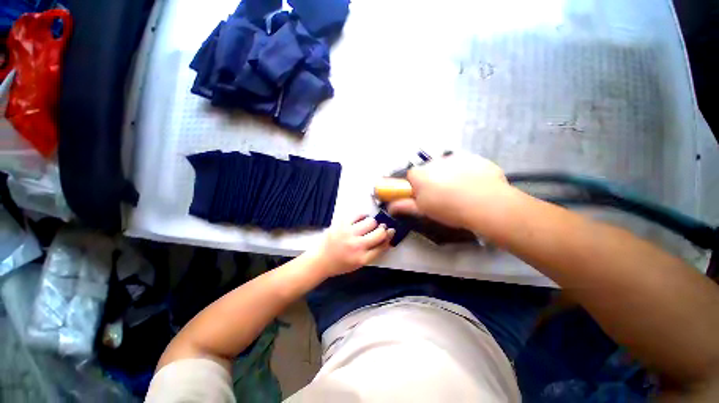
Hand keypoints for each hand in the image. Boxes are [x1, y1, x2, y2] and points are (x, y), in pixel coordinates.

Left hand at [308, 215, 394, 276]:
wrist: (320, 260)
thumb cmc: (341, 264)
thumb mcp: (359, 264)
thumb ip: (374, 252)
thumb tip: (387, 238)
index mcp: (361, 258)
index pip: (382, 246)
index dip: (389, 237)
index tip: (391, 231)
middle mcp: (356, 245)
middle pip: (379, 233)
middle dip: (382, 229)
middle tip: (380, 228)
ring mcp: (348, 233)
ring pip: (370, 221)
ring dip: (372, 223)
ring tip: (368, 225)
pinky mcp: (341, 223)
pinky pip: (358, 214)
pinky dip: (362, 216)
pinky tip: (361, 219)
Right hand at [388, 153, 513, 229]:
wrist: (487, 205)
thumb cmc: (449, 209)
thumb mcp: (424, 211)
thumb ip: (404, 206)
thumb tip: (389, 207)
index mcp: (421, 175)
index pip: (411, 176)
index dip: (416, 186)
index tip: (424, 196)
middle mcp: (435, 162)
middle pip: (429, 170)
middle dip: (433, 180)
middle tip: (443, 196)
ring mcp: (456, 158)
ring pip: (447, 167)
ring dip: (450, 175)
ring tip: (462, 192)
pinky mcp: (474, 158)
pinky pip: (465, 164)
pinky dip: (467, 172)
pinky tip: (475, 186)